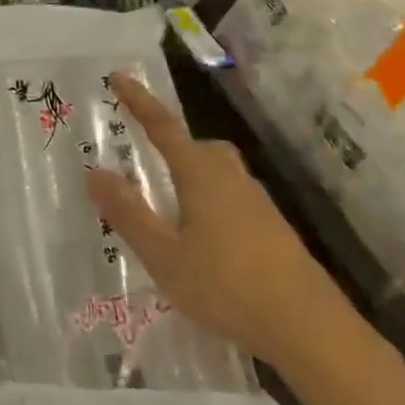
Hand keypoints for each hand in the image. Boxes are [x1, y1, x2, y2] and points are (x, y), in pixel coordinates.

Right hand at [87, 73, 344, 367]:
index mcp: (200, 172)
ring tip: (169, 208)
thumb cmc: (227, 285)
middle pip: (194, 146)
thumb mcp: (164, 255)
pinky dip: (210, 203)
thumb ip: (128, 213)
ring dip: (190, 178)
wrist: (310, 328)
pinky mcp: (272, 227)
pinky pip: (231, 197)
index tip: (117, 76)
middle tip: (144, 159)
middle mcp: (229, 175)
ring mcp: (256, 201)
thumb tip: (95, 172)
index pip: (162, 125)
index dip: (138, 100)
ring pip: (215, 172)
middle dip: (169, 145)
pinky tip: (204, 241)